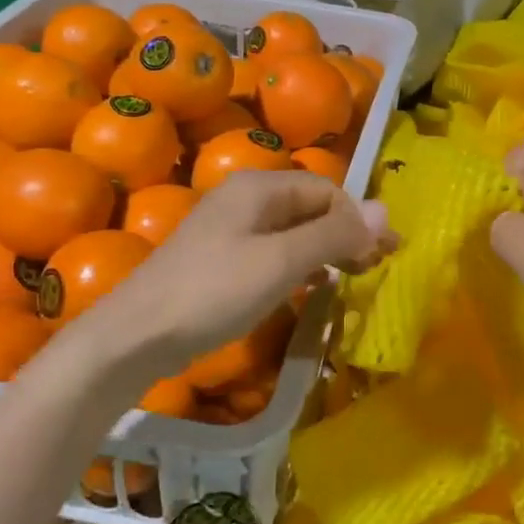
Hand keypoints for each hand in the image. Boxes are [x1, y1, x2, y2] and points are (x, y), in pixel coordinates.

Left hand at [81, 169, 392, 377]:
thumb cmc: (215, 292)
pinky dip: (300, 263)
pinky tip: (312, 284)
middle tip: (376, 267)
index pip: (327, 190)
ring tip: (352, 276)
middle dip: (346, 233)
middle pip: (311, 206)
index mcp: (259, 187)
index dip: (360, 219)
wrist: (137, 335)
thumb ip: (334, 235)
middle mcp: (245, 197)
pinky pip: (274, 250)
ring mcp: (231, 228)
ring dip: (327, 249)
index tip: (387, 255)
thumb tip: (387, 211)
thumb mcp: (282, 262)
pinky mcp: (222, 258)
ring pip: (294, 229)